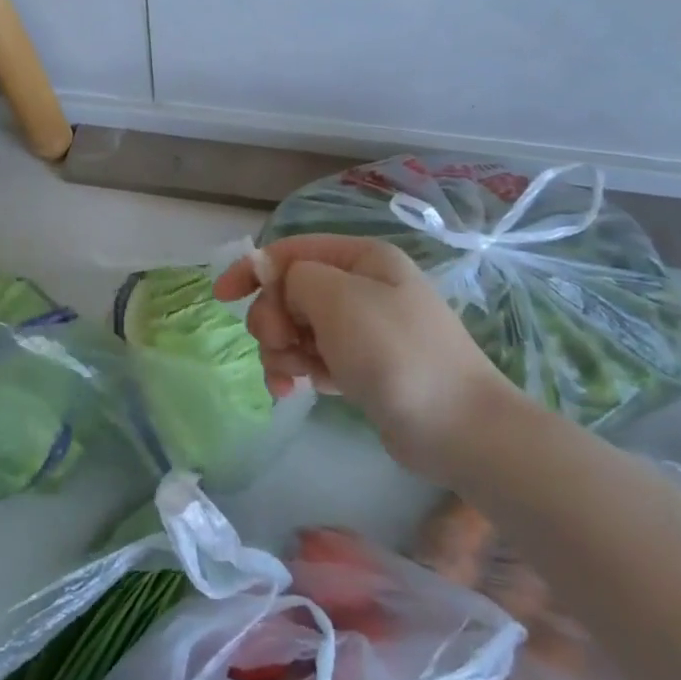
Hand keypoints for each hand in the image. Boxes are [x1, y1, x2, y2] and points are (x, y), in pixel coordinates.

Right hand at [213, 235, 515, 472]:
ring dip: (282, 351)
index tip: (223, 298)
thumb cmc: (395, 353)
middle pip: (290, 292)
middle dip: (273, 319)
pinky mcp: (362, 367)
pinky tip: (296, 392)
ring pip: (297, 328)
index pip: (291, 251)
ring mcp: (363, 330)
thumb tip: (277, 282)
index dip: (252, 269)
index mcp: (361, 260)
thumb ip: (294, 279)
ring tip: (292, 378)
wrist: (457, 428)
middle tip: (281, 346)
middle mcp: (362, 288)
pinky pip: (314, 358)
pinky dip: (299, 371)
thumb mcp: (337, 299)